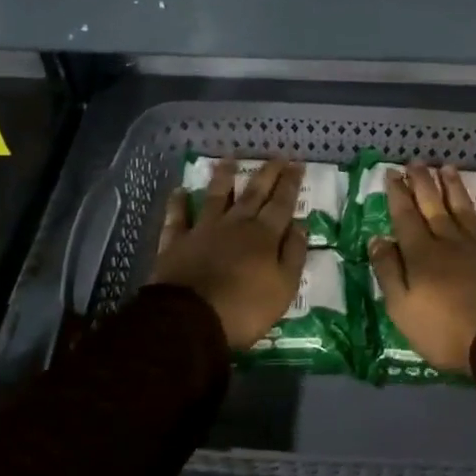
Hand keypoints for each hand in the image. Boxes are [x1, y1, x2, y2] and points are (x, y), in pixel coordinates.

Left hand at [152, 159, 306, 349]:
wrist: (190, 320)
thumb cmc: (244, 309)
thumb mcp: (283, 288)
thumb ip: (293, 254)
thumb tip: (300, 226)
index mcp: (264, 236)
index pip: (282, 204)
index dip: (290, 183)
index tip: (297, 163)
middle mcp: (235, 225)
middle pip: (253, 193)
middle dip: (267, 173)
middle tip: (276, 155)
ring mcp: (203, 231)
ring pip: (216, 197)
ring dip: (223, 177)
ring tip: (228, 158)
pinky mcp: (176, 243)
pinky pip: (177, 218)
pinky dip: (178, 203)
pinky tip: (180, 191)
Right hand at [370, 164, 475, 374]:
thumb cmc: (445, 332)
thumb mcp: (402, 309)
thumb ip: (388, 272)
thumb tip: (377, 239)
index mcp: (422, 254)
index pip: (405, 217)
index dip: (397, 194)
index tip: (391, 173)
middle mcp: (450, 241)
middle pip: (433, 206)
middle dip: (422, 183)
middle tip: (416, 162)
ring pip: (465, 209)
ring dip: (455, 188)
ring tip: (447, 167)